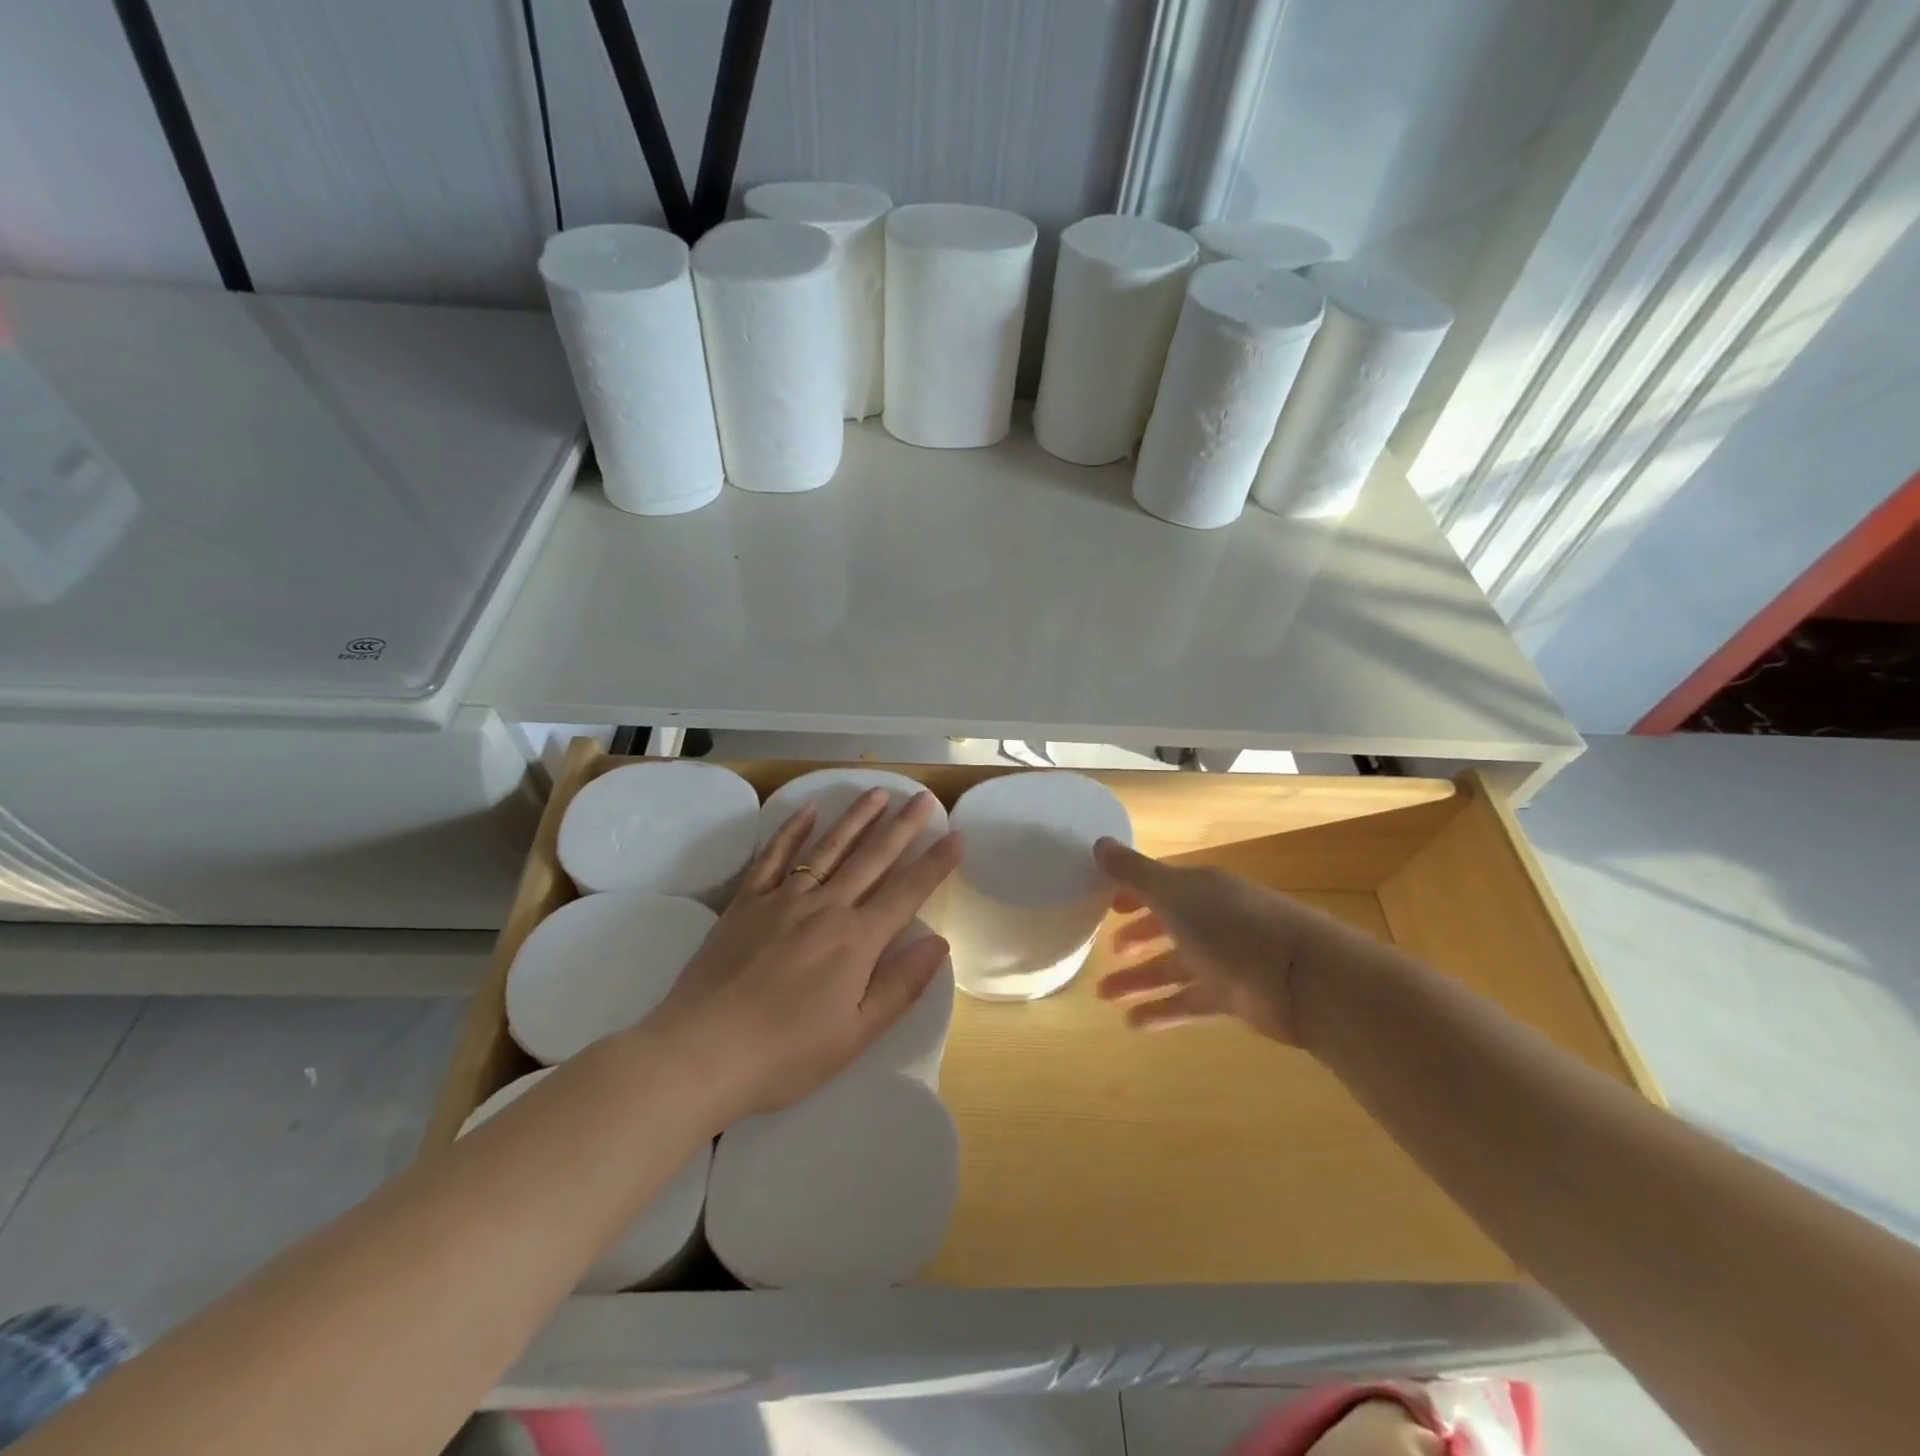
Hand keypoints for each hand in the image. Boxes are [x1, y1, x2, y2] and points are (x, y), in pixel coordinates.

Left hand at [645, 788, 961, 1122]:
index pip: (907, 891)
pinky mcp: (746, 903)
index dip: (935, 863)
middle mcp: (825, 907)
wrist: (700, 1053)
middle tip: (923, 798)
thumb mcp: (854, 1035)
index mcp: (856, 941)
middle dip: (903, 826)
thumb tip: (938, 943)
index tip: (956, 835)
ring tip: (878, 793)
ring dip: (856, 818)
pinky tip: (807, 811)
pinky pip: (774, 857)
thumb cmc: (785, 1055)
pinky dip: (792, 831)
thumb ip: (899, 986)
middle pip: (873, 858)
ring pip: (828, 848)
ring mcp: (782, 899)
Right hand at [1093, 837, 1329, 1043]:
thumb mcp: (1174, 894)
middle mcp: (1211, 919)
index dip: (1131, 892)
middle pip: (1165, 926)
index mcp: (1199, 889)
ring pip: (1172, 967)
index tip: (1103, 904)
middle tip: (1104, 952)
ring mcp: (1224, 959)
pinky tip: (1134, 1023)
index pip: (1159, 886)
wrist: (1303, 978)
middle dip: (1134, 938)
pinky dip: (1163, 1010)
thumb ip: (1134, 872)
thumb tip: (1098, 843)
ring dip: (1138, 979)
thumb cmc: (1231, 926)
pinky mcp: (1234, 996)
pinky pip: (1190, 1001)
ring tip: (1104, 995)